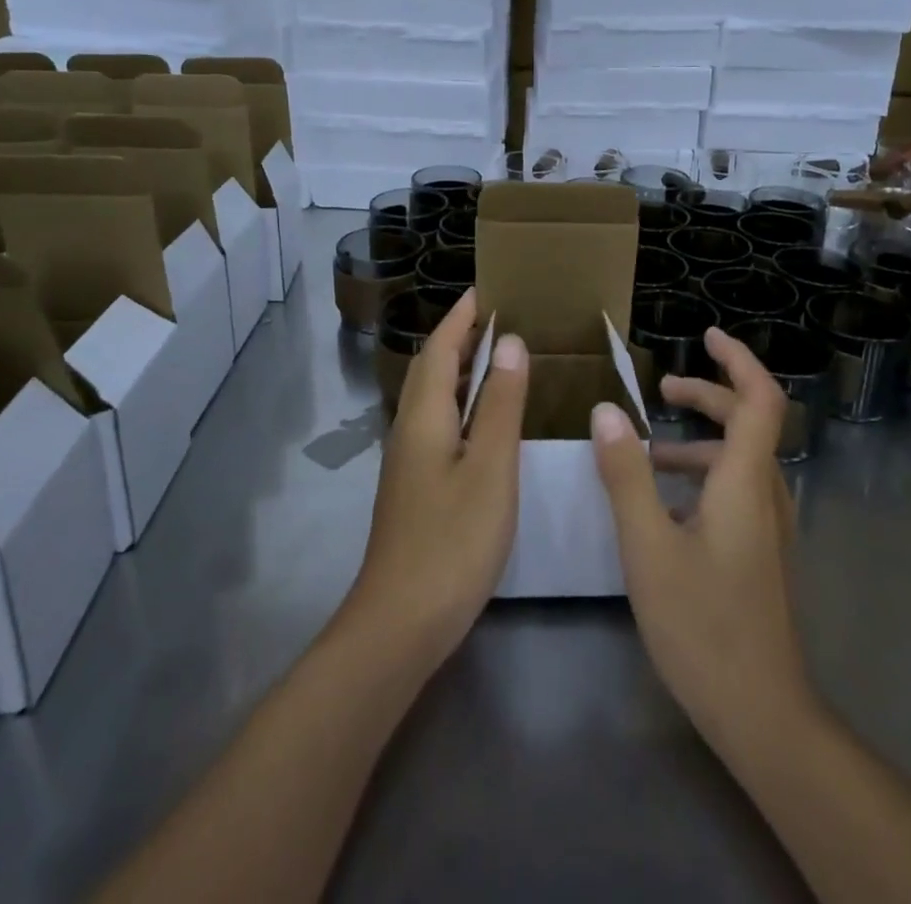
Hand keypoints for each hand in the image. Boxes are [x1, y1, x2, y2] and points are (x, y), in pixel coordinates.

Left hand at [347, 290, 527, 668]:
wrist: (400, 622)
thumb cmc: (453, 540)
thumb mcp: (491, 468)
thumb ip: (501, 404)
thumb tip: (509, 342)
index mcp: (424, 417)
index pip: (440, 349)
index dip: (460, 317)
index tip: (484, 289)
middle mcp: (409, 429)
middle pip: (429, 369)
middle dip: (457, 337)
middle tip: (494, 317)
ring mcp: (408, 461)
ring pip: (432, 397)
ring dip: (458, 369)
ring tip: (495, 356)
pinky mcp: (415, 487)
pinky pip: (437, 423)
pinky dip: (460, 402)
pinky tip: (483, 419)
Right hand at [590, 326, 811, 751]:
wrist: (761, 715)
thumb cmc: (702, 625)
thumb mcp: (648, 547)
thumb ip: (625, 476)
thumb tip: (606, 411)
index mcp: (743, 482)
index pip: (759, 399)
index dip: (738, 360)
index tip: (706, 336)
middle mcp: (764, 495)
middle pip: (748, 423)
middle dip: (707, 396)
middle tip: (661, 391)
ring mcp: (768, 527)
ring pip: (739, 460)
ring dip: (699, 441)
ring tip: (646, 452)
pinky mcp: (761, 553)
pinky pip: (736, 491)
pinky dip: (702, 476)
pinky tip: (664, 505)